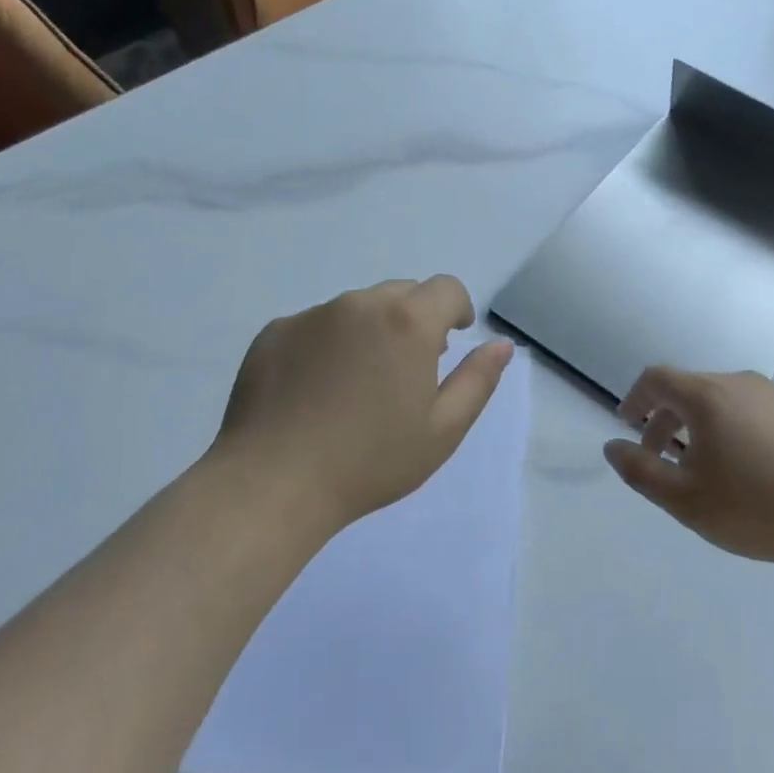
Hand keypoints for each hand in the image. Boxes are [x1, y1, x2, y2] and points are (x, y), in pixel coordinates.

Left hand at [215, 276, 513, 528]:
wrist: (272, 484)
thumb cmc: (370, 462)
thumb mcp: (442, 430)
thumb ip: (478, 379)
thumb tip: (501, 344)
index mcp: (408, 321)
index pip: (446, 288)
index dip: (456, 309)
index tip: (452, 339)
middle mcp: (360, 303)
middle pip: (401, 293)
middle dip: (414, 319)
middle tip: (407, 369)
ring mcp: (312, 315)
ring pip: (356, 308)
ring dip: (370, 330)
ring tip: (357, 384)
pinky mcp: (275, 331)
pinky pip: (315, 325)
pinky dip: (326, 344)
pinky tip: (314, 391)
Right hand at [605, 368, 773, 569]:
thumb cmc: (758, 511)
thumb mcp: (685, 501)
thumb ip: (640, 471)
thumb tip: (613, 445)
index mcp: (708, 397)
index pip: (657, 379)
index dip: (635, 398)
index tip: (627, 424)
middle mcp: (742, 383)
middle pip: (692, 389)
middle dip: (667, 418)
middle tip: (663, 458)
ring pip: (728, 399)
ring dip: (706, 424)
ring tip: (711, 465)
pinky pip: (761, 410)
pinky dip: (743, 428)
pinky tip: (757, 466)